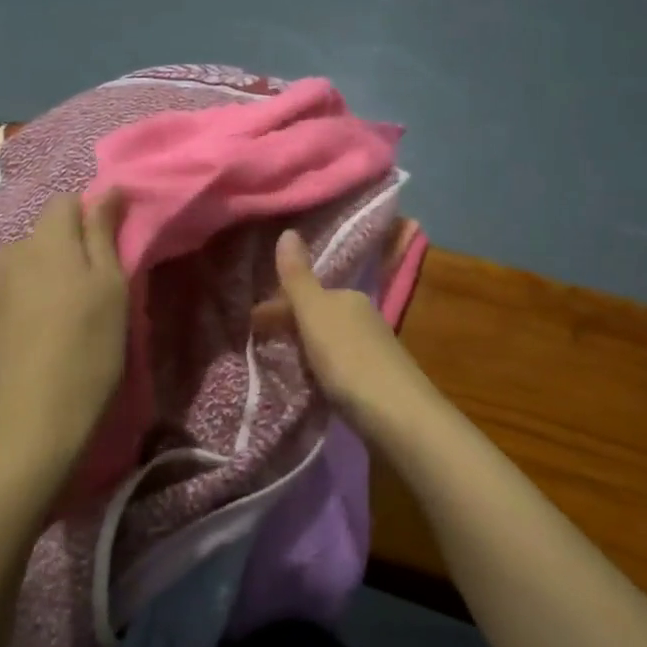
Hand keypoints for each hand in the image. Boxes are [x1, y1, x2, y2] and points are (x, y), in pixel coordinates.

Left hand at [0, 191, 128, 474]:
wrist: (31, 418)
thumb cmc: (88, 349)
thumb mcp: (111, 287)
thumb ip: (104, 233)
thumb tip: (107, 188)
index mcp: (46, 240)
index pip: (67, 202)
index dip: (92, 219)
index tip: (111, 251)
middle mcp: (11, 252)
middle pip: (45, 234)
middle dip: (70, 249)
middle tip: (95, 290)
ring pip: (27, 263)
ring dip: (48, 275)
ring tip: (67, 315)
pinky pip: (11, 291)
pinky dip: (29, 300)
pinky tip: (41, 334)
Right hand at [259, 228, 432, 438]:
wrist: (399, 416)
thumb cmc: (350, 360)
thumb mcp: (315, 315)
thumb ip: (298, 278)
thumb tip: (287, 231)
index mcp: (347, 297)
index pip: (304, 293)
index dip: (275, 307)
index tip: (248, 326)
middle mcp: (363, 316)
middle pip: (316, 315)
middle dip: (289, 326)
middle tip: (258, 347)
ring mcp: (372, 348)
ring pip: (327, 339)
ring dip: (304, 348)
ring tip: (278, 366)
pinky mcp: (376, 379)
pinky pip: (338, 364)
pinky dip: (319, 368)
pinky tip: (312, 384)